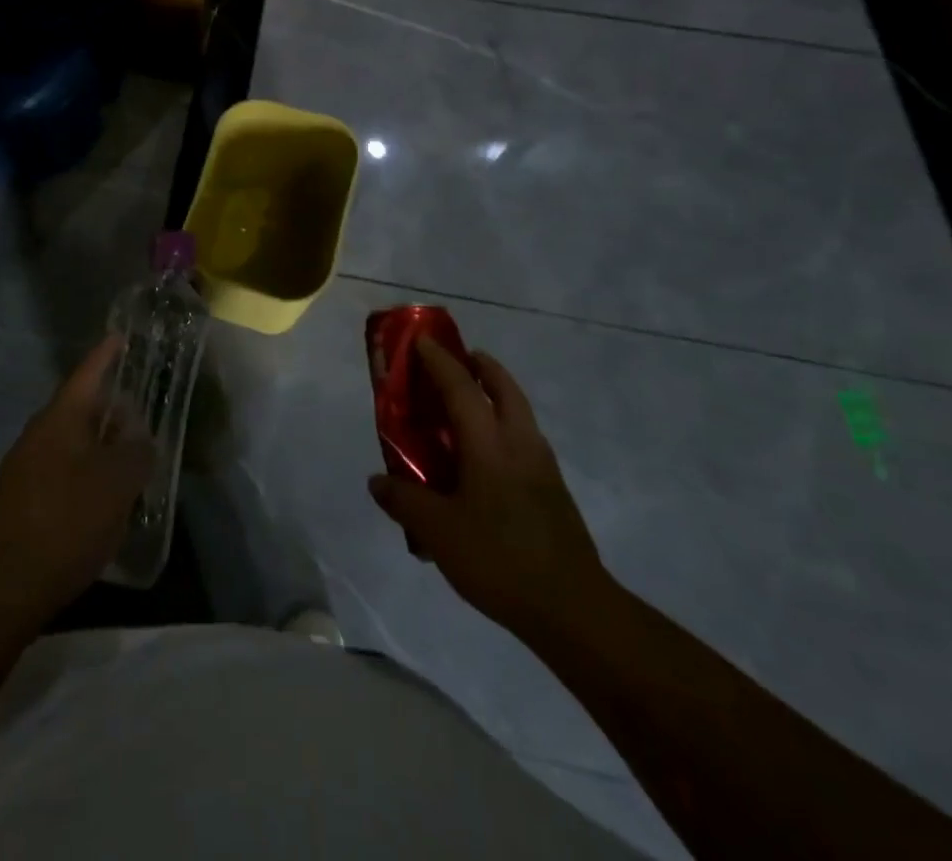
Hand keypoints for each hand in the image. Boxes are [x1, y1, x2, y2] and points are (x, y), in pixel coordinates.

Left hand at [0, 335, 153, 620]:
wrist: (5, 585)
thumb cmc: (67, 522)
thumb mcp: (117, 485)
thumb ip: (135, 454)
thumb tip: (140, 439)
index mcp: (60, 420)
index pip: (86, 375)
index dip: (105, 356)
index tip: (119, 338)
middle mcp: (38, 435)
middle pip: (79, 410)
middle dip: (110, 410)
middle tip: (141, 414)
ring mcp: (25, 467)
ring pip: (71, 443)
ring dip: (100, 446)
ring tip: (131, 459)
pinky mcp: (22, 499)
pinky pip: (62, 471)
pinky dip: (86, 473)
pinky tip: (105, 498)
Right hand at [368, 335, 610, 638]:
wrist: (574, 610)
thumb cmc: (499, 559)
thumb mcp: (438, 531)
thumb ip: (404, 500)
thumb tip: (378, 482)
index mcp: (489, 445)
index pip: (462, 387)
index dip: (440, 361)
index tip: (423, 340)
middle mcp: (520, 445)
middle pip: (505, 390)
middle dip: (483, 367)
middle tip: (461, 360)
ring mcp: (544, 469)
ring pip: (521, 415)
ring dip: (499, 397)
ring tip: (472, 406)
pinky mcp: (555, 494)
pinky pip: (526, 443)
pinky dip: (506, 430)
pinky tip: (488, 461)